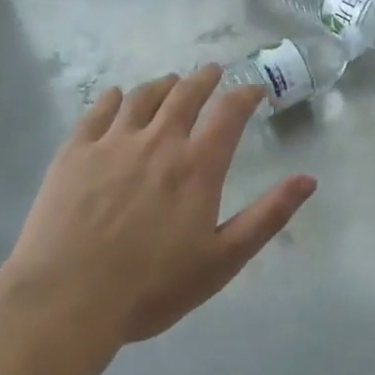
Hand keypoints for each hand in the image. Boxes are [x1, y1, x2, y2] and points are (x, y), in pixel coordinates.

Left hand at [0, 67, 316, 349]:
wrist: (65, 301)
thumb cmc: (151, 287)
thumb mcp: (223, 260)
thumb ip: (268, 216)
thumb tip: (309, 179)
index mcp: (197, 165)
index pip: (229, 112)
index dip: (246, 94)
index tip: (255, 89)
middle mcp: (159, 141)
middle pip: (186, 93)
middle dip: (204, 79)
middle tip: (213, 72)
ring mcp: (112, 143)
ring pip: (143, 96)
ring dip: (163, 84)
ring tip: (171, 83)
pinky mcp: (74, 152)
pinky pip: (98, 111)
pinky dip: (113, 98)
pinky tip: (116, 97)